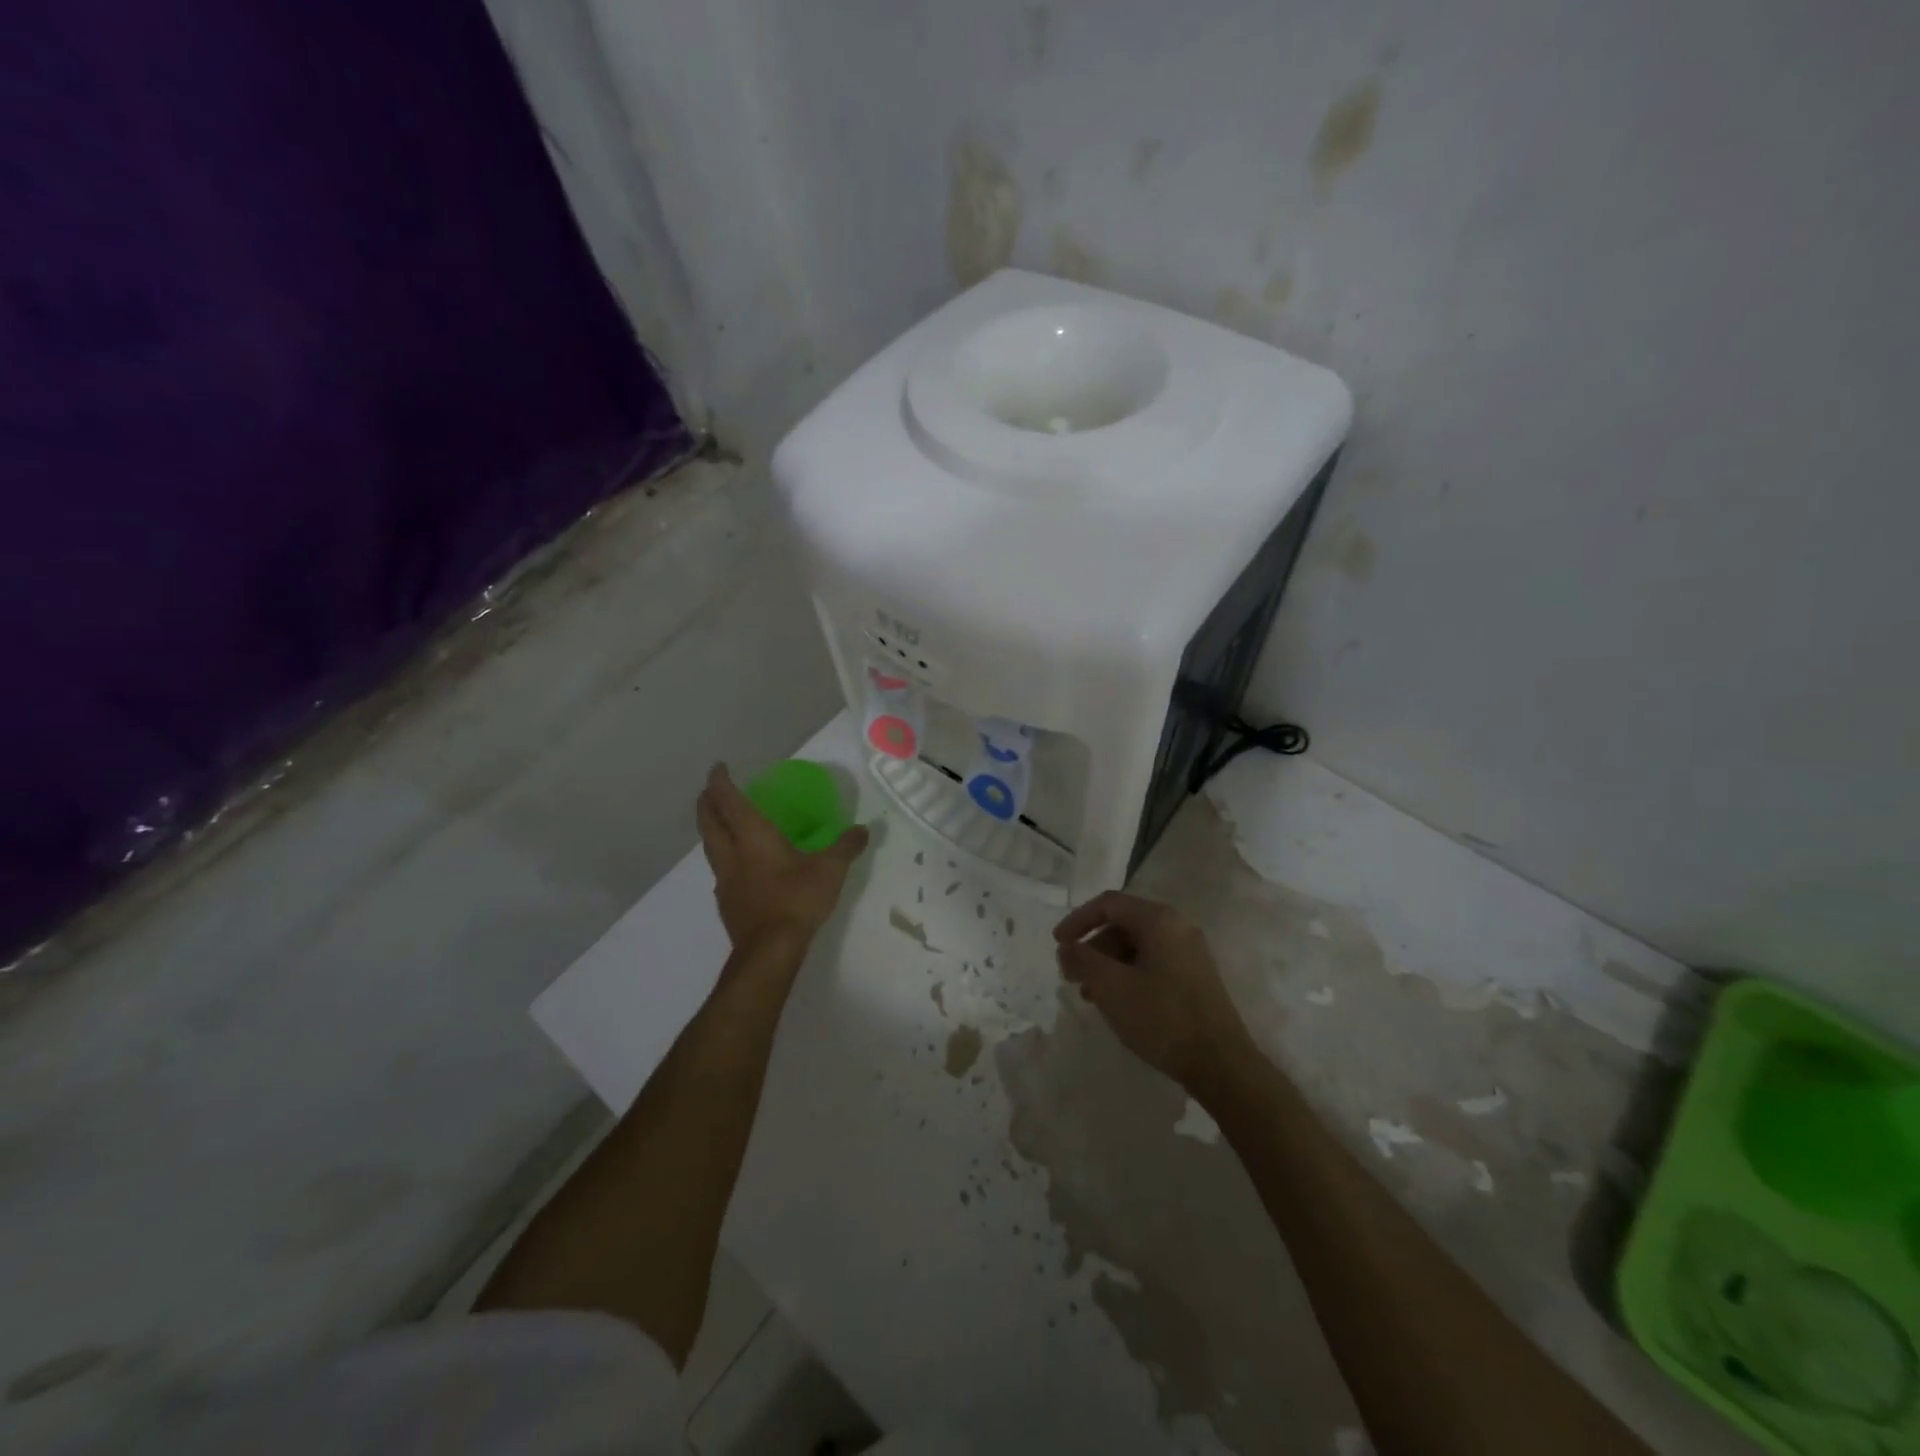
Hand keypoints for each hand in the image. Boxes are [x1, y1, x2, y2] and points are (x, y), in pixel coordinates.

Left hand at [696, 764, 870, 949]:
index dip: (719, 782)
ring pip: (710, 846)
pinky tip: (736, 865)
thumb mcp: (830, 870)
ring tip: (720, 823)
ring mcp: (725, 880)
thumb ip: (846, 846)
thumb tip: (863, 829)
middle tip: (711, 790)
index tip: (717, 768)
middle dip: (707, 802)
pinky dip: (722, 857)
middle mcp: (732, 853)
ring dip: (711, 829)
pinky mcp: (726, 902)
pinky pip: (719, 869)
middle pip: (709, 821)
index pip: (728, 801)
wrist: (770, 951)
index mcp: (752, 836)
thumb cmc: (796, 900)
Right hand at [1053, 891, 1253, 1088]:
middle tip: (1072, 976)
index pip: (1108, 904)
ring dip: (1108, 964)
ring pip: (1137, 946)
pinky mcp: (1195, 976)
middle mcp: (1177, 927)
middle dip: (1092, 947)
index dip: (1077, 920)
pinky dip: (1129, 974)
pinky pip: (1153, 962)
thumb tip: (1067, 947)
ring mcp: (1190, 952)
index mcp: (1159, 920)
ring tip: (1091, 995)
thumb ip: (1082, 960)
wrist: (1222, 1064)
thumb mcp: (1111, 987)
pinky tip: (1118, 1003)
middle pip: (1123, 924)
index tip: (1058, 945)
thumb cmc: (1162, 1018)